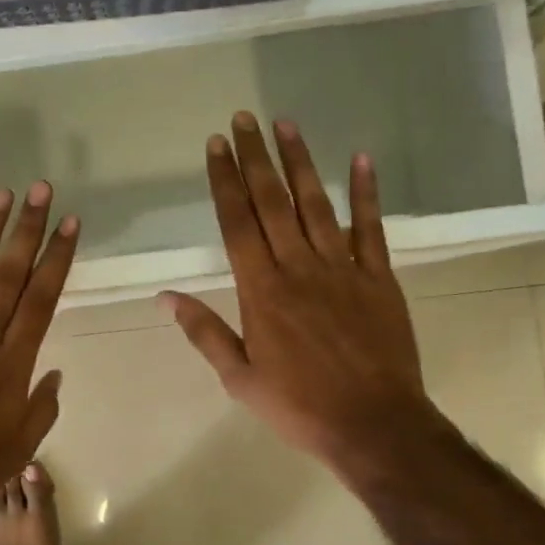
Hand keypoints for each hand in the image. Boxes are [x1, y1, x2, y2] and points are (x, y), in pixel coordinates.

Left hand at [0, 181, 79, 529]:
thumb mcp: (19, 448)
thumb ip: (42, 407)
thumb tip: (53, 372)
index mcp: (12, 365)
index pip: (41, 299)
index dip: (58, 258)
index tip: (71, 224)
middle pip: (9, 276)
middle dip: (28, 230)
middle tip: (41, 190)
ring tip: (0, 195)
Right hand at [163, 112, 434, 485]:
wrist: (374, 426)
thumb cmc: (300, 407)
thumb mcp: (240, 379)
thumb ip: (205, 333)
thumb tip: (166, 298)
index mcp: (262, 291)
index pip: (237, 224)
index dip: (224, 181)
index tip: (216, 145)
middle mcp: (299, 268)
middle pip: (272, 202)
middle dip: (255, 157)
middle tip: (244, 118)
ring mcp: (342, 269)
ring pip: (316, 204)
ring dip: (300, 162)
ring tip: (285, 124)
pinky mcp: (379, 277)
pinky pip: (371, 228)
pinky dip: (366, 193)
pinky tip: (360, 159)